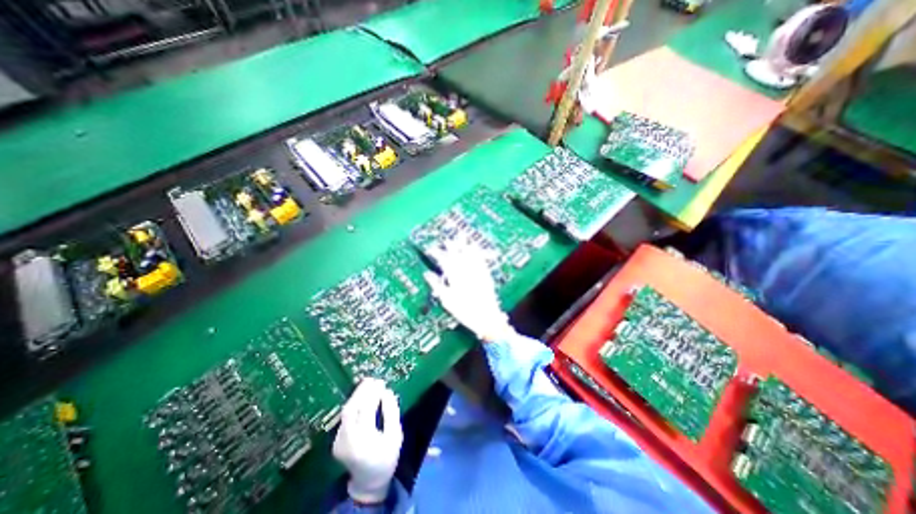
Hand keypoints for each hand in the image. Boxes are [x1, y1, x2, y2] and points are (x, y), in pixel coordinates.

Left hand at [331, 378, 399, 505]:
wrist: (368, 481)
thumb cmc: (387, 457)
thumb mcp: (395, 435)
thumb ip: (391, 412)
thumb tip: (387, 391)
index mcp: (363, 441)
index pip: (366, 411)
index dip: (373, 394)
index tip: (381, 382)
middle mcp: (346, 441)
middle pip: (351, 409)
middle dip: (361, 391)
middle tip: (373, 379)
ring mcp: (338, 441)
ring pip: (345, 412)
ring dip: (357, 395)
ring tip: (368, 383)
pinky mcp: (336, 440)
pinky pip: (345, 417)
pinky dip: (354, 404)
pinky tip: (362, 396)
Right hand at [421, 239, 513, 343]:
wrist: (486, 317)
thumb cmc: (465, 311)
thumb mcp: (447, 301)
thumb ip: (437, 285)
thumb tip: (427, 274)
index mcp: (455, 278)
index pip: (444, 262)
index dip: (437, 254)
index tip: (431, 249)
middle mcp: (466, 272)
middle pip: (457, 255)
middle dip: (451, 246)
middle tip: (447, 239)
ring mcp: (477, 272)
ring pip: (469, 255)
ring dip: (465, 245)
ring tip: (462, 236)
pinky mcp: (486, 275)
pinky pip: (481, 260)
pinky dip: (478, 253)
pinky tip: (476, 247)